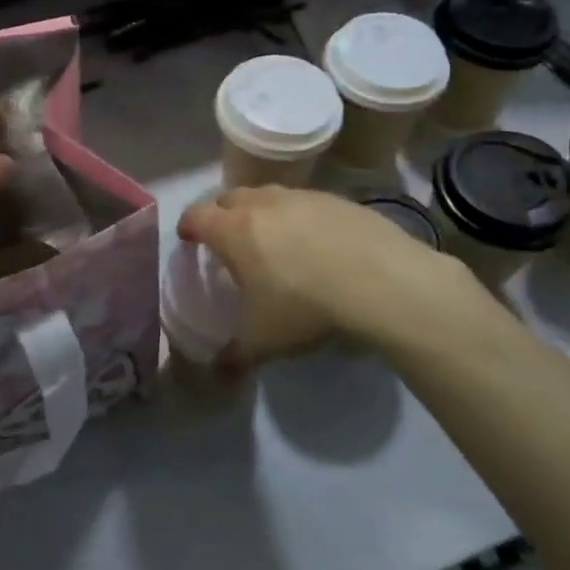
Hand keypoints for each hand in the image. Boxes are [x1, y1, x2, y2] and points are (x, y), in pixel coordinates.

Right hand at [178, 187, 510, 366]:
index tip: (188, 239)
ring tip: (272, 239)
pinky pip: (307, 203)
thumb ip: (234, 356)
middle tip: (228, 239)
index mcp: (234, 230)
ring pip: (269, 196)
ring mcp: (303, 197)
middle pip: (230, 198)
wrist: (381, 282)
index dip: (188, 227)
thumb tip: (218, 373)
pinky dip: (300, 218)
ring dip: (262, 212)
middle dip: (222, 215)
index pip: (196, 216)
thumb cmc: (305, 307)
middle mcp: (263, 204)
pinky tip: (316, 244)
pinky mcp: (338, 200)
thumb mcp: (263, 342)